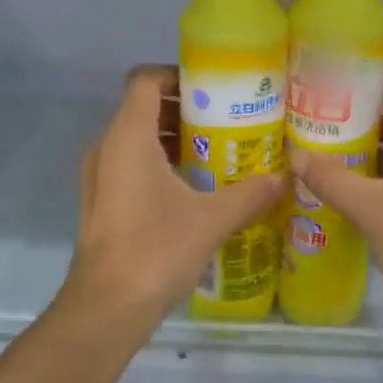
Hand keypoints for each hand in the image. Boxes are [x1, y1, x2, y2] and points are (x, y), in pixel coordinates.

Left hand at [65, 65, 284, 321]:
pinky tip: (194, 186)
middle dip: (185, 108)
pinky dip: (159, 163)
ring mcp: (99, 175)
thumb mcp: (212, 219)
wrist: (106, 307)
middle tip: (227, 119)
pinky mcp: (101, 201)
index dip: (178, 75)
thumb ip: (249, 194)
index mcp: (128, 137)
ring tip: (217, 150)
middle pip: (143, 107)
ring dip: (173, 138)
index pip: (146, 80)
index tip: (215, 87)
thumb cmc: (156, 250)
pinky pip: (130, 164)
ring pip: (136, 138)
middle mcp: (107, 147)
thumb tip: (283, 178)